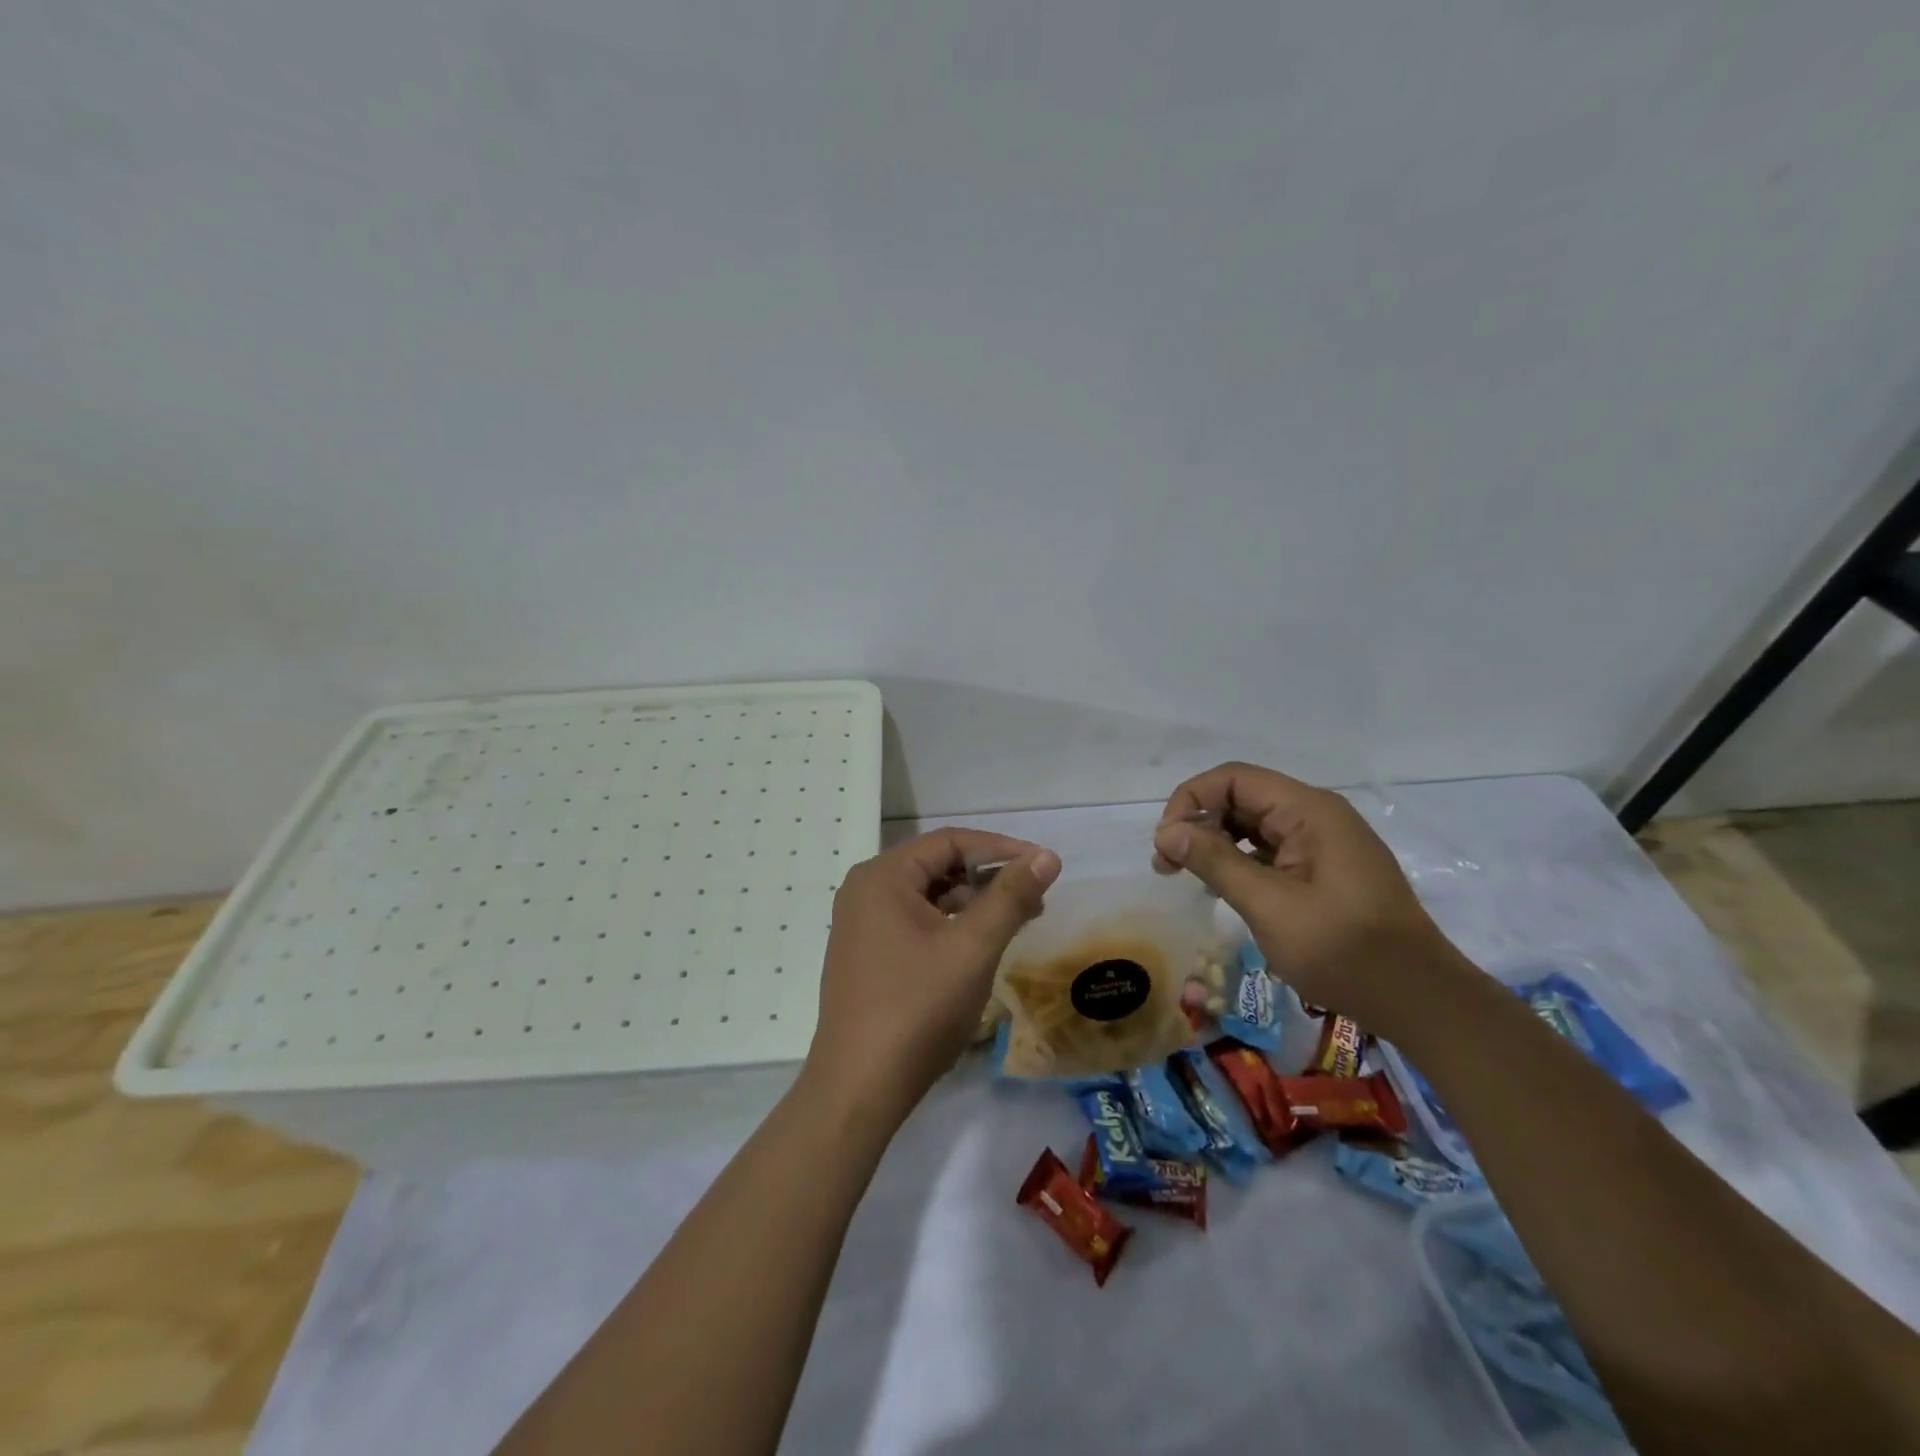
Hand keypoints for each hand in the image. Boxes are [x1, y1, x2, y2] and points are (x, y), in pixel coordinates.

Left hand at [805, 829, 1060, 1118]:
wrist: (859, 1087)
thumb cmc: (918, 1008)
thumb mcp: (973, 947)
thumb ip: (1011, 896)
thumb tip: (1046, 856)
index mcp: (882, 876)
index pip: (950, 841)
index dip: (1002, 848)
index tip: (1044, 866)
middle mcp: (865, 890)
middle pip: (937, 866)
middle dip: (989, 877)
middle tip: (1036, 897)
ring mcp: (861, 924)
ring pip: (928, 896)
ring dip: (973, 902)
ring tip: (1017, 921)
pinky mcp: (865, 954)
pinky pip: (914, 922)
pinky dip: (951, 925)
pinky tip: (979, 946)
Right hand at [1152, 763, 1453, 1035]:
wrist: (1419, 999)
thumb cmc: (1342, 950)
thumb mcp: (1269, 905)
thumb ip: (1215, 861)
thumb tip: (1166, 831)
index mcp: (1308, 811)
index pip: (1232, 779)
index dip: (1190, 801)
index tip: (1166, 844)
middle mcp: (1316, 814)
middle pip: (1241, 798)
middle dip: (1199, 823)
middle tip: (1167, 865)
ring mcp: (1323, 842)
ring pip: (1253, 824)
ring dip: (1216, 843)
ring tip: (1190, 878)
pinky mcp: (1325, 868)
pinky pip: (1271, 849)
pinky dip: (1240, 861)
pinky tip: (1224, 888)